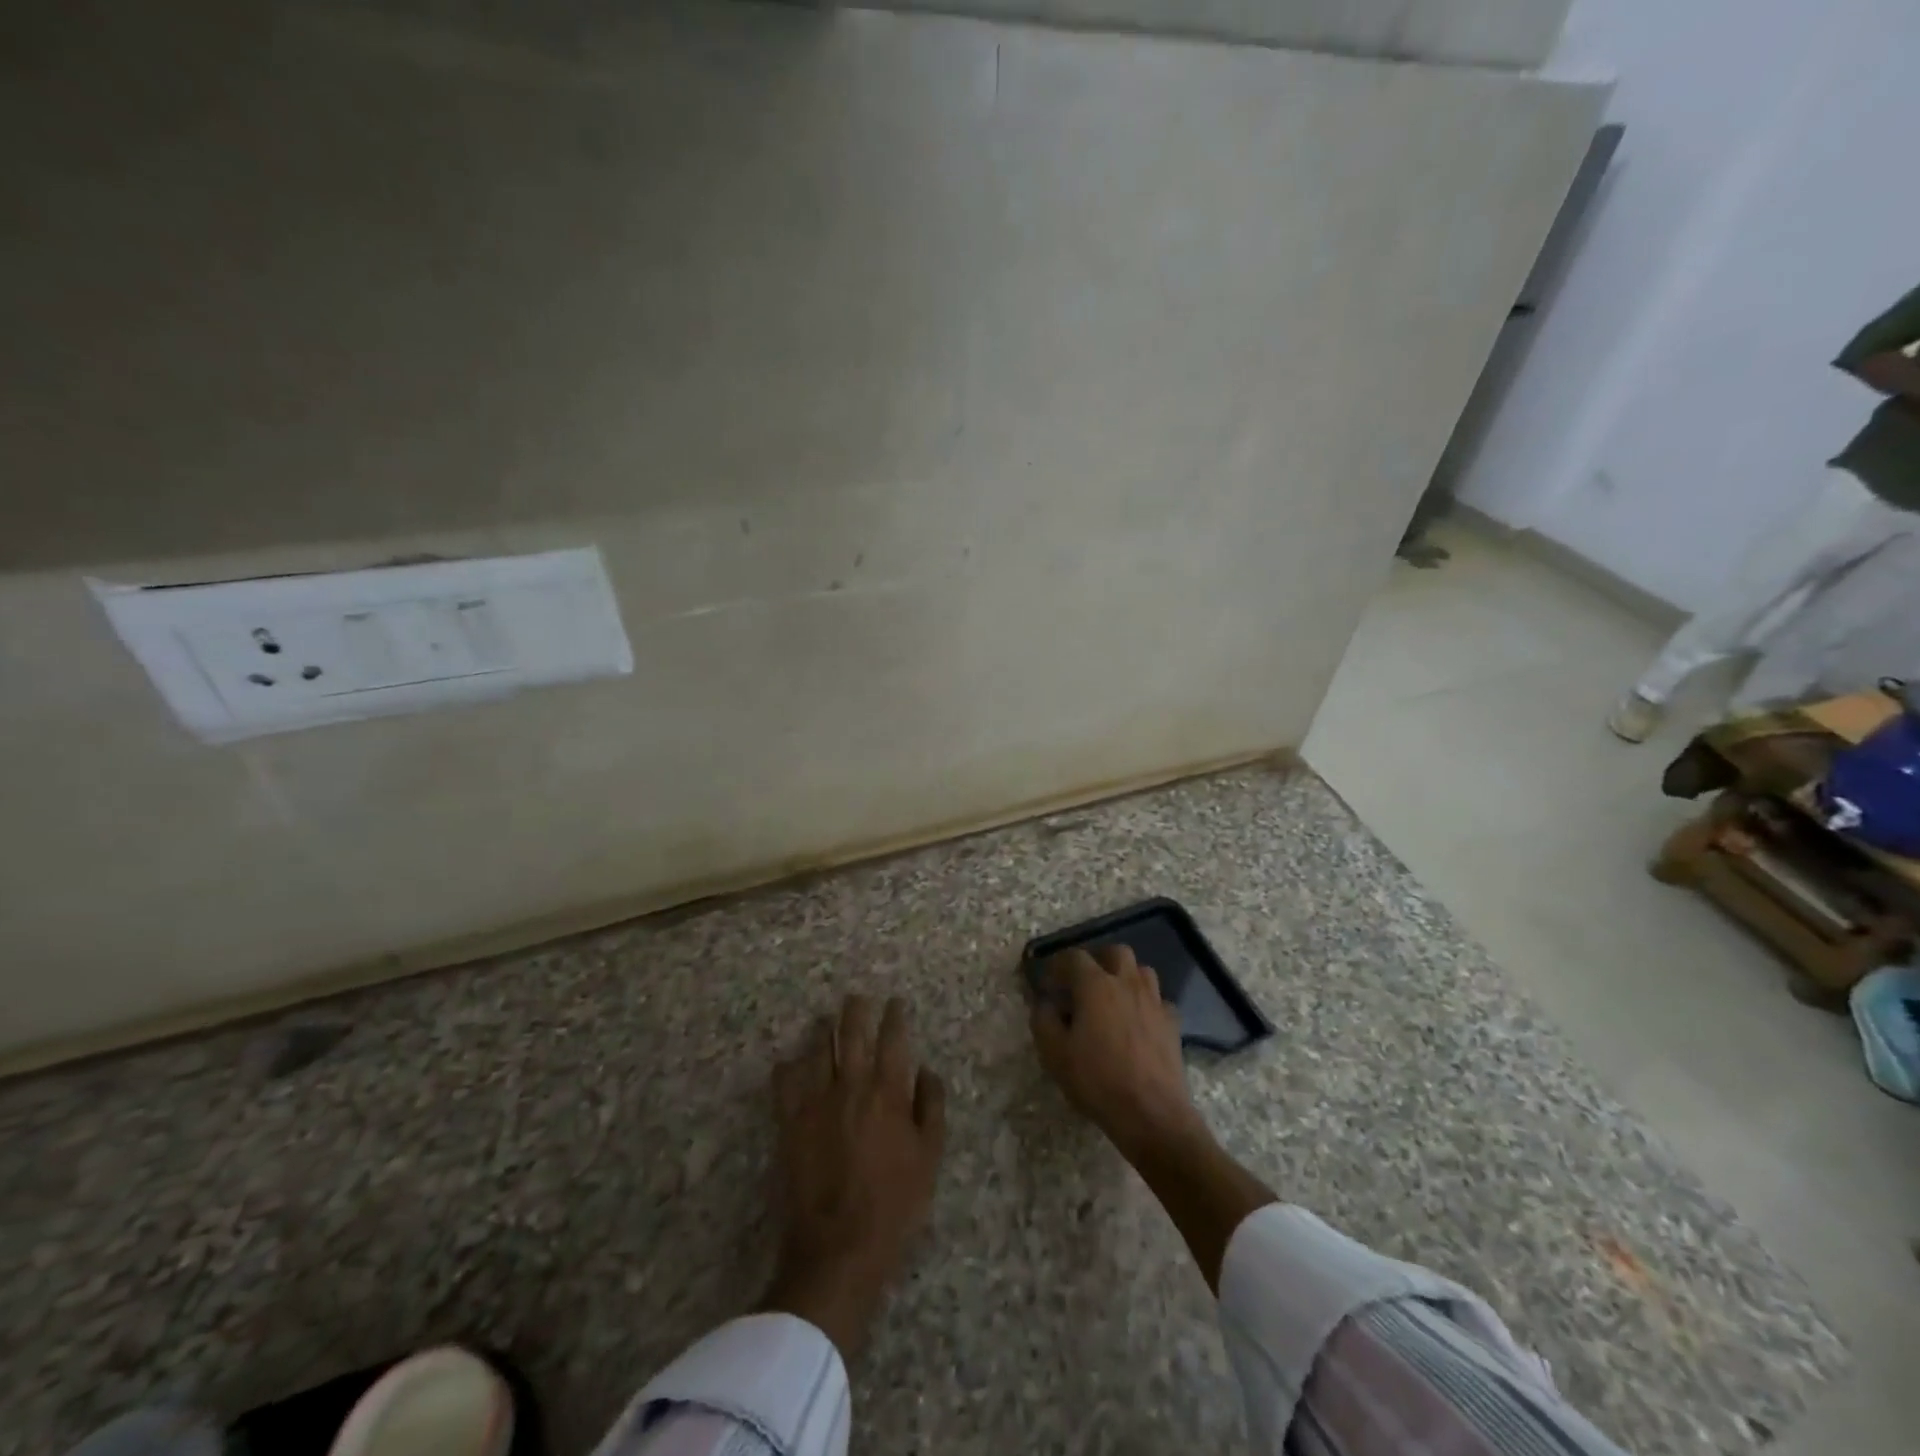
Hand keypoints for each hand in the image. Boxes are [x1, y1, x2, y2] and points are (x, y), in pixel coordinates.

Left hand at [762, 995, 945, 1357]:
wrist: (838, 1247)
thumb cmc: (894, 1204)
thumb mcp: (929, 1158)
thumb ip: (930, 1108)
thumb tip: (927, 1070)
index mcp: (887, 1092)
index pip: (892, 1040)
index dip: (894, 1017)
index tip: (895, 1002)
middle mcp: (850, 1086)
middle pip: (851, 1035)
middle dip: (856, 1011)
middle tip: (857, 996)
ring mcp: (816, 1102)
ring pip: (817, 1050)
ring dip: (823, 1030)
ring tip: (826, 1018)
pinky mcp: (789, 1123)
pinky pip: (784, 1083)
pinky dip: (787, 1067)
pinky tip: (789, 1061)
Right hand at [1028, 945, 1205, 1158]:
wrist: (1151, 1113)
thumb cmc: (1097, 1080)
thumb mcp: (1054, 1053)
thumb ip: (1043, 1019)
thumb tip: (1044, 1002)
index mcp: (1096, 986)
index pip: (1074, 957)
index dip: (1058, 964)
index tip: (1049, 982)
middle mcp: (1127, 983)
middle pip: (1115, 952)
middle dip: (1098, 960)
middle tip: (1084, 983)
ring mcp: (1154, 1001)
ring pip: (1142, 971)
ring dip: (1125, 977)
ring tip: (1112, 998)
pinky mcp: (1172, 1023)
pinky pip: (1158, 1000)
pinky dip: (1146, 1004)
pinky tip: (1138, 1022)